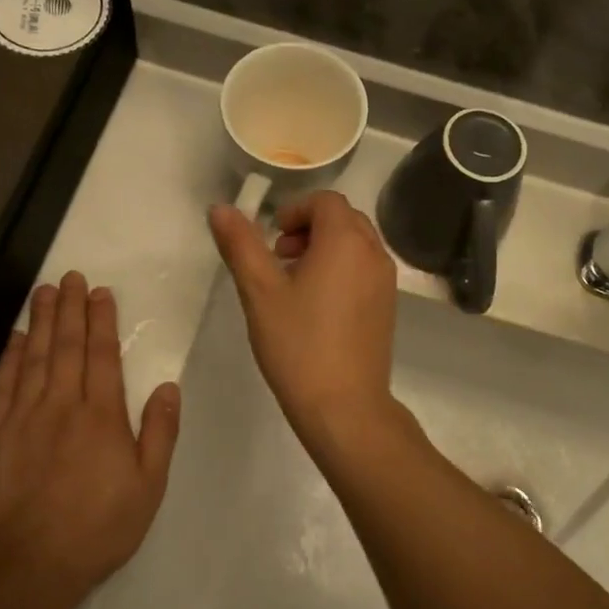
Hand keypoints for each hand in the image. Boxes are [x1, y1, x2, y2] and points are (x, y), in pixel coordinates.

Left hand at [0, 272, 179, 596]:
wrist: (25, 566)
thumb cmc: (97, 528)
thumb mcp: (148, 487)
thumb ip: (159, 433)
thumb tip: (167, 387)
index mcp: (101, 415)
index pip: (102, 355)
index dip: (102, 320)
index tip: (101, 292)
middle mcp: (61, 405)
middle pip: (66, 346)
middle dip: (71, 308)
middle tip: (71, 276)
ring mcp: (22, 417)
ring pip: (34, 357)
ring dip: (41, 321)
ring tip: (44, 291)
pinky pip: (2, 385)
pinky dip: (10, 357)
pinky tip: (16, 338)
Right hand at [208, 192, 399, 454]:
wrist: (345, 407)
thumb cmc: (298, 344)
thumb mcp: (260, 291)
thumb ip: (241, 244)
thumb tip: (221, 208)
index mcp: (346, 241)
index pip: (325, 201)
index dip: (295, 211)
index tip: (272, 239)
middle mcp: (374, 253)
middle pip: (343, 219)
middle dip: (309, 228)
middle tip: (279, 258)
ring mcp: (386, 281)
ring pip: (356, 244)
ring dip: (325, 248)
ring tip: (293, 283)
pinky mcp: (388, 307)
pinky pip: (364, 269)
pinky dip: (341, 269)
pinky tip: (317, 306)